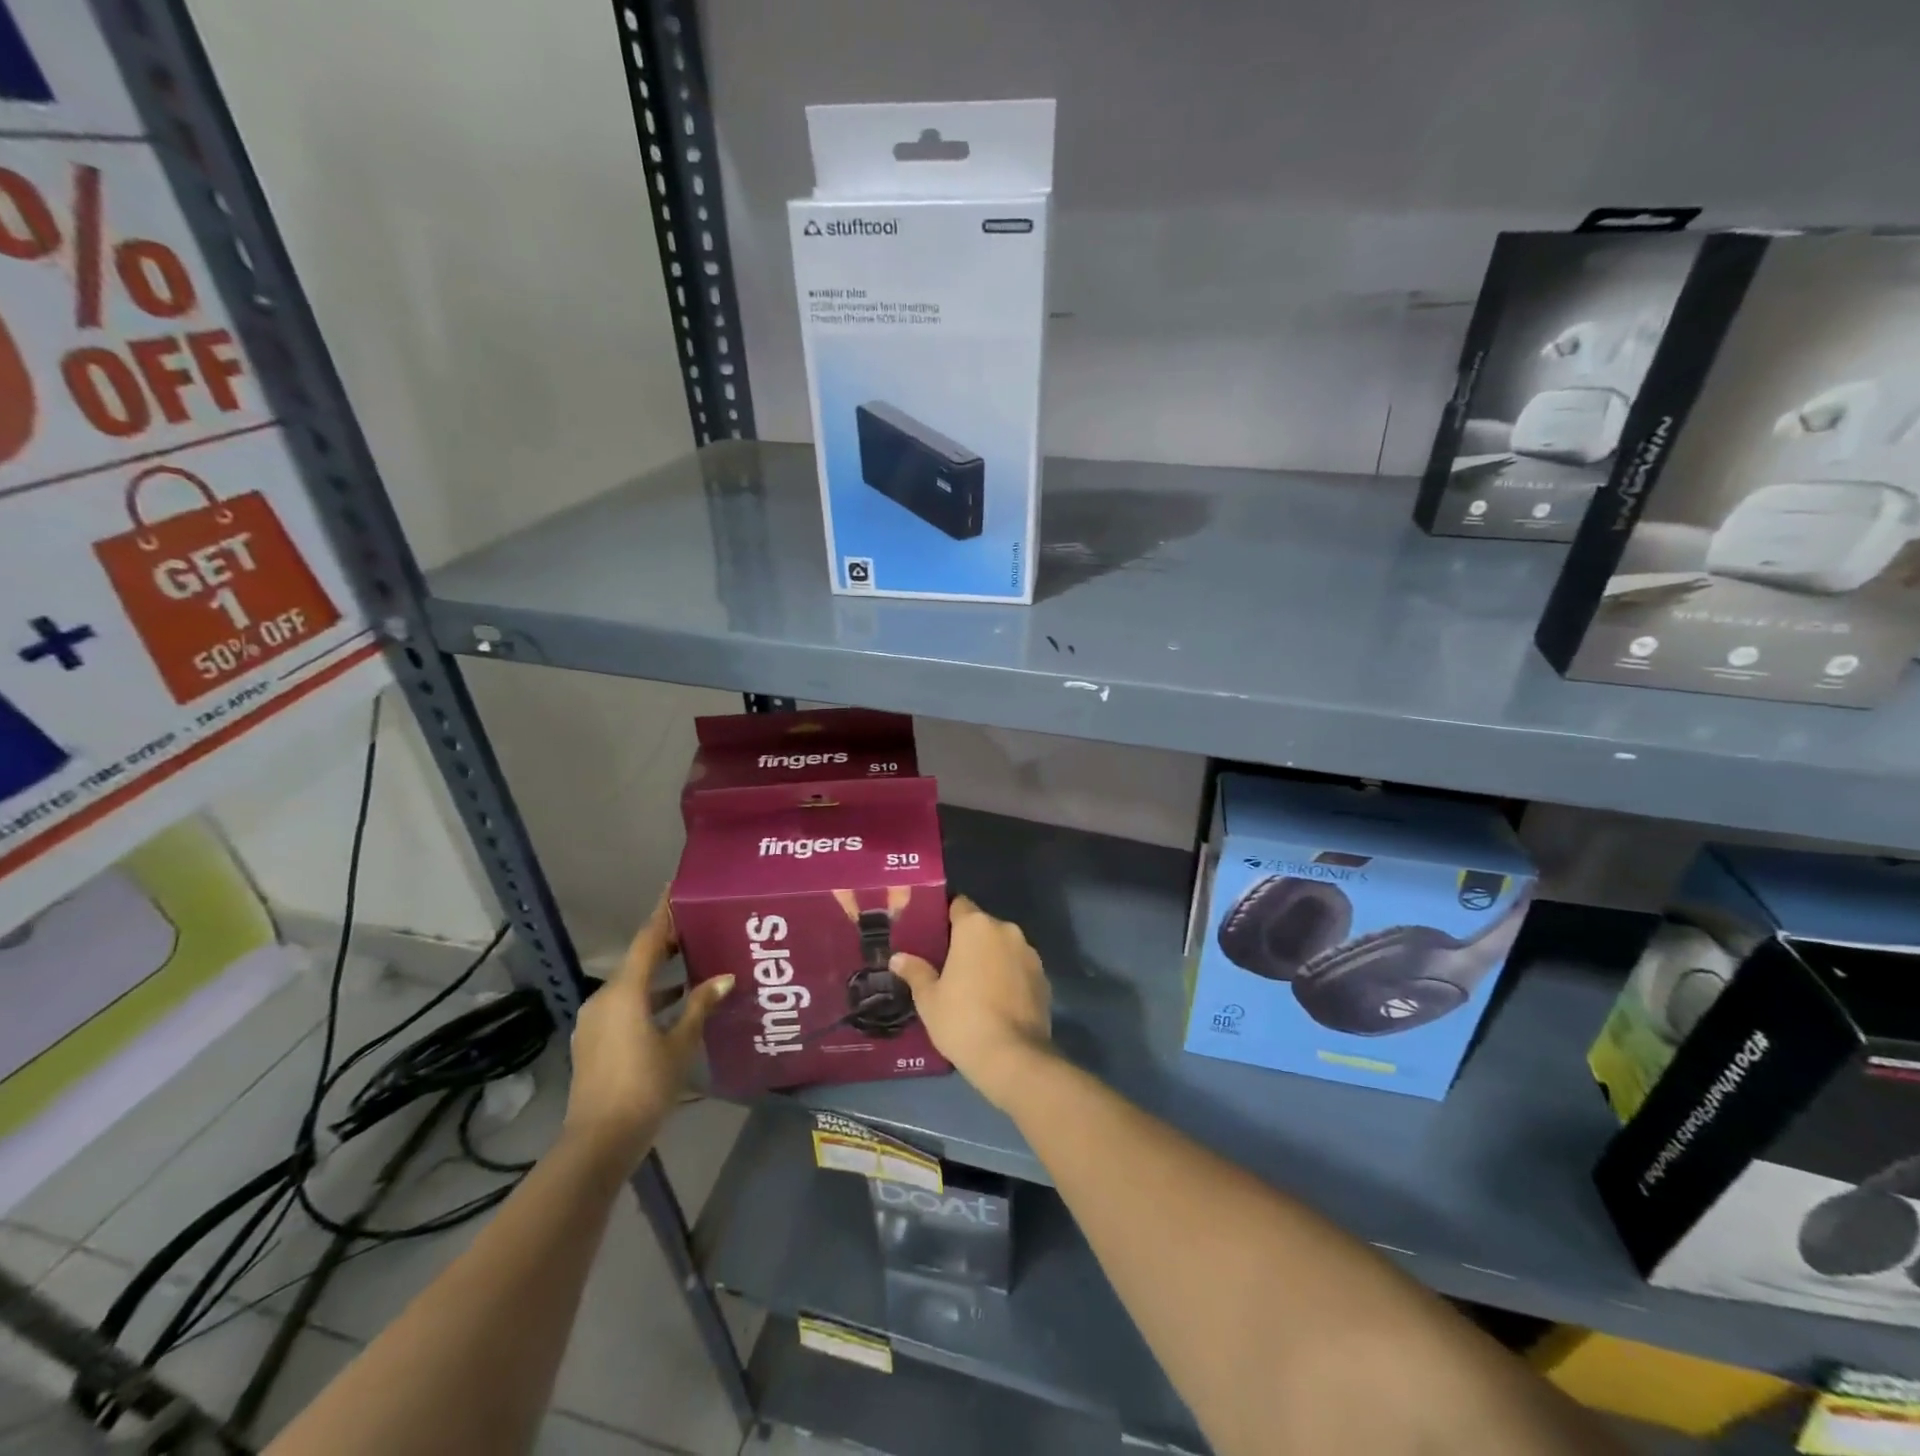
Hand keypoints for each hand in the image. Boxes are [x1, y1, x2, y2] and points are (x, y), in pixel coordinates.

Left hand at [564, 894, 731, 1171]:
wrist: (598, 1142)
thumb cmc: (644, 1087)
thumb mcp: (680, 1044)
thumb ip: (700, 1006)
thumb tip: (724, 977)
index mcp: (624, 992)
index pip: (648, 939)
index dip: (664, 913)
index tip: (678, 889)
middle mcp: (604, 998)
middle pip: (638, 960)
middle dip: (666, 944)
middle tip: (698, 928)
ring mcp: (595, 1021)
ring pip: (631, 985)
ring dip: (659, 974)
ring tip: (693, 965)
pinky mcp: (594, 1041)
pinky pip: (624, 1005)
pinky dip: (648, 998)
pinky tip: (673, 1006)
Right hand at [889, 896, 1051, 1108]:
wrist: (1013, 1057)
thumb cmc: (962, 1019)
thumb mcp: (929, 998)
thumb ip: (915, 972)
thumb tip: (898, 958)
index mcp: (976, 927)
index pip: (958, 905)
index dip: (946, 918)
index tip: (934, 936)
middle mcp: (1006, 930)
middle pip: (982, 926)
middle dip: (968, 941)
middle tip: (950, 965)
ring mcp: (1030, 953)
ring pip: (1003, 946)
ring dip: (991, 958)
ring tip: (975, 986)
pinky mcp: (1044, 977)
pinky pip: (1020, 967)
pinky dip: (1009, 976)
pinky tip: (998, 1002)